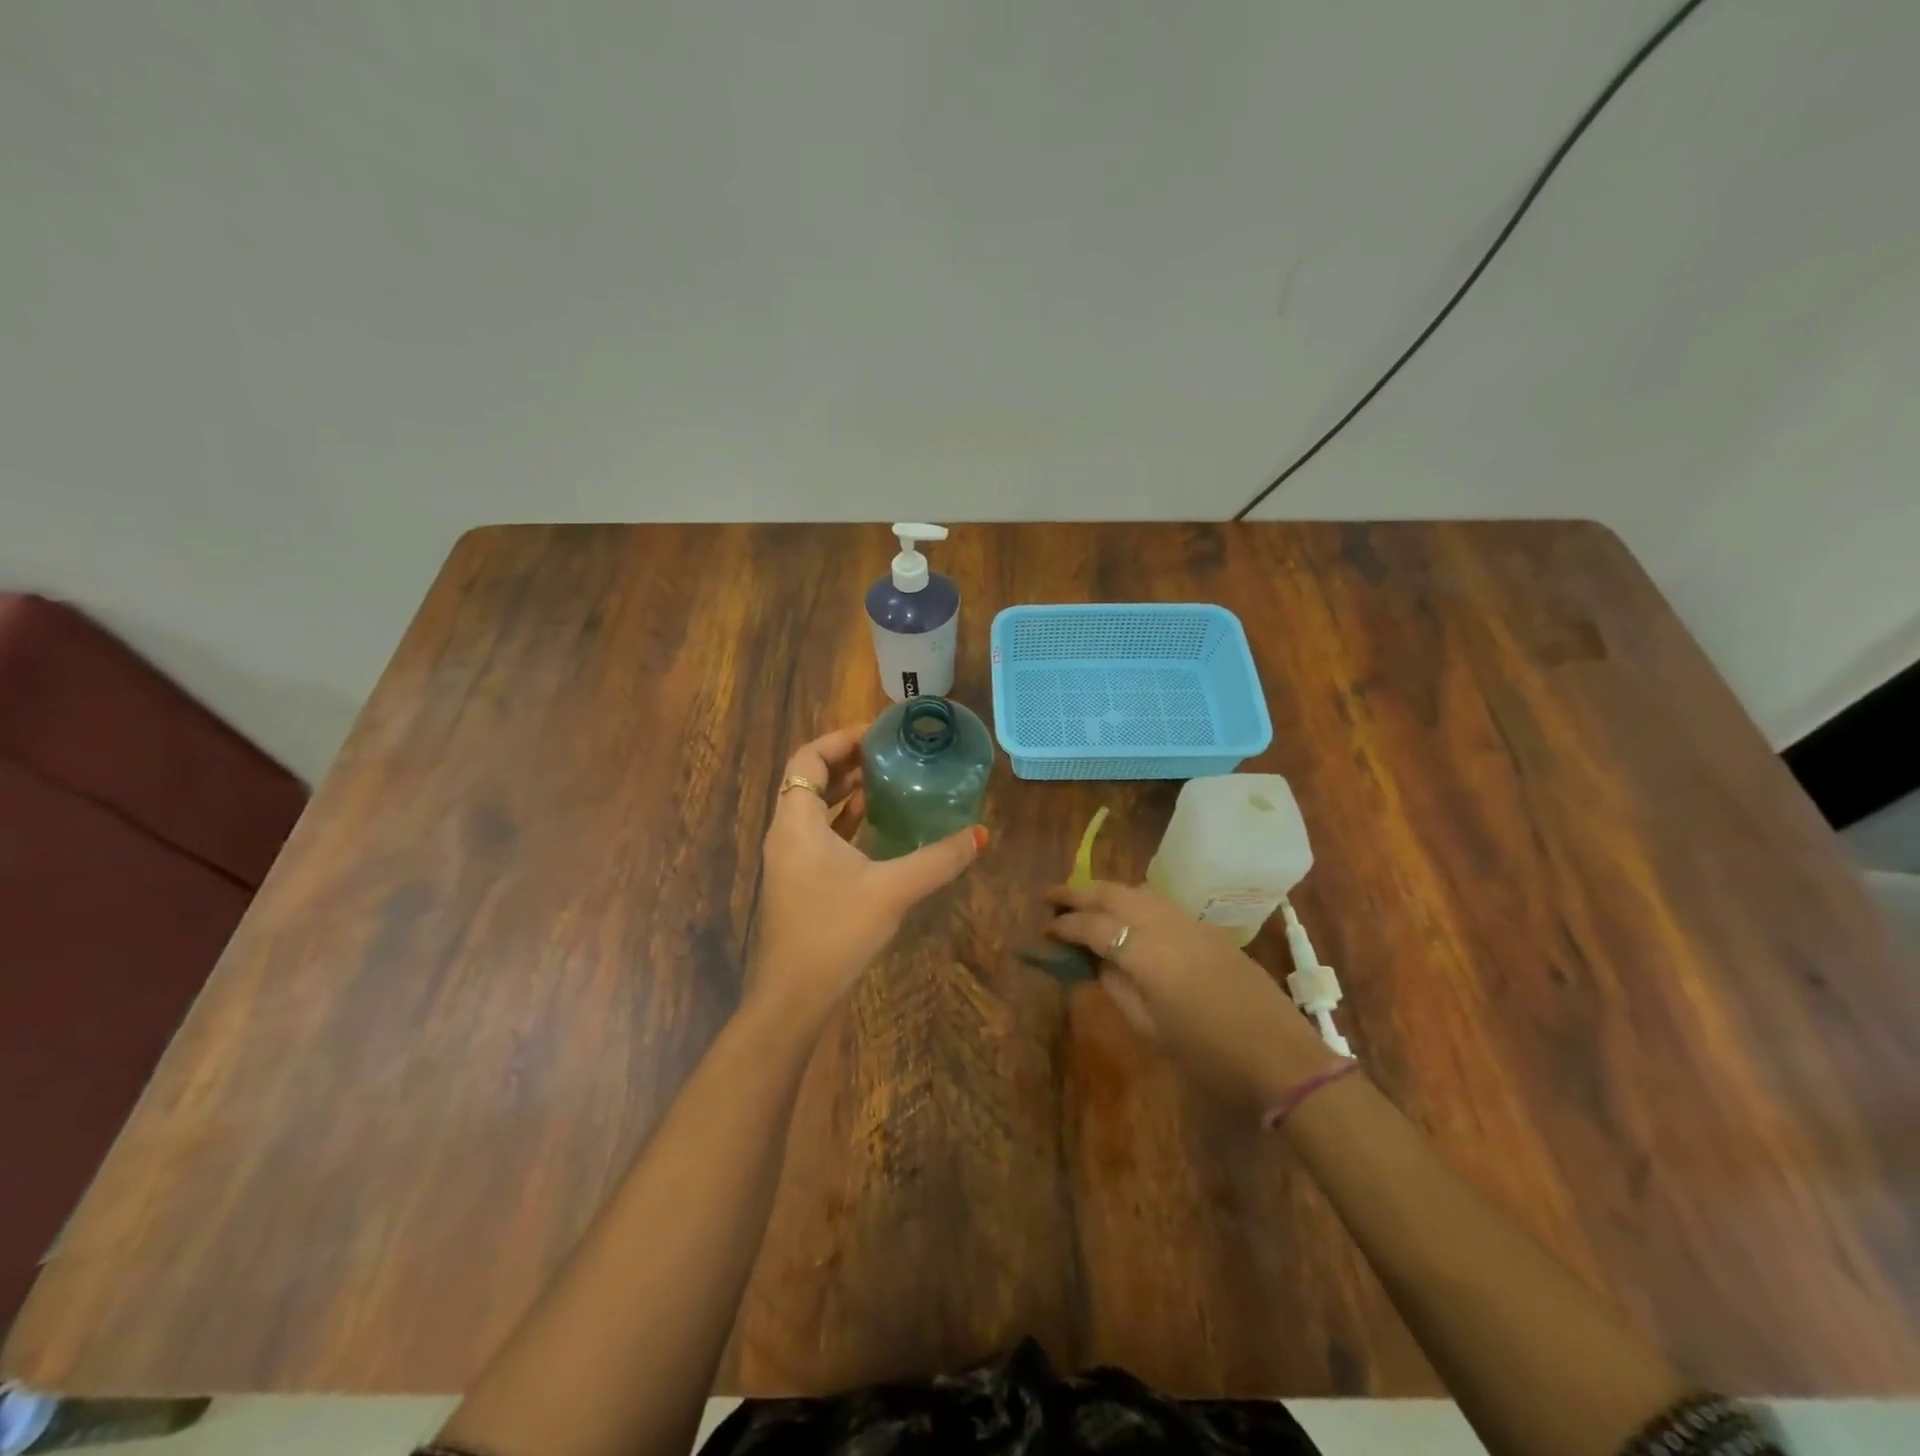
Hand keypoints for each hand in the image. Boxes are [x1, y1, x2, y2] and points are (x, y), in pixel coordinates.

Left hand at [751, 725, 986, 1025]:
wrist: (794, 996)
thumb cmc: (835, 932)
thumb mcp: (893, 890)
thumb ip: (938, 859)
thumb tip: (981, 835)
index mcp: (797, 822)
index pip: (807, 759)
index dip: (840, 739)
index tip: (877, 733)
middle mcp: (786, 833)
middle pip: (810, 779)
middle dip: (847, 761)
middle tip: (889, 752)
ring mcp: (790, 859)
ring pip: (814, 808)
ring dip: (845, 791)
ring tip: (887, 780)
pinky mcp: (799, 881)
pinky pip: (819, 834)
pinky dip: (844, 820)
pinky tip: (876, 825)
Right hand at [1046, 880, 1340, 1110]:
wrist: (1280, 1057)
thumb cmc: (1209, 1056)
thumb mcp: (1151, 1030)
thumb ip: (1117, 988)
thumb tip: (1096, 961)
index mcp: (1146, 955)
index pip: (1094, 926)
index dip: (1065, 926)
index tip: (1045, 929)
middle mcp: (1164, 926)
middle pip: (1113, 894)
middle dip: (1077, 892)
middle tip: (1050, 897)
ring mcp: (1189, 923)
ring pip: (1137, 890)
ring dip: (1106, 891)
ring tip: (1084, 903)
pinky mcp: (1207, 929)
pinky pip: (1159, 901)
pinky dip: (1132, 899)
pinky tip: (1126, 915)